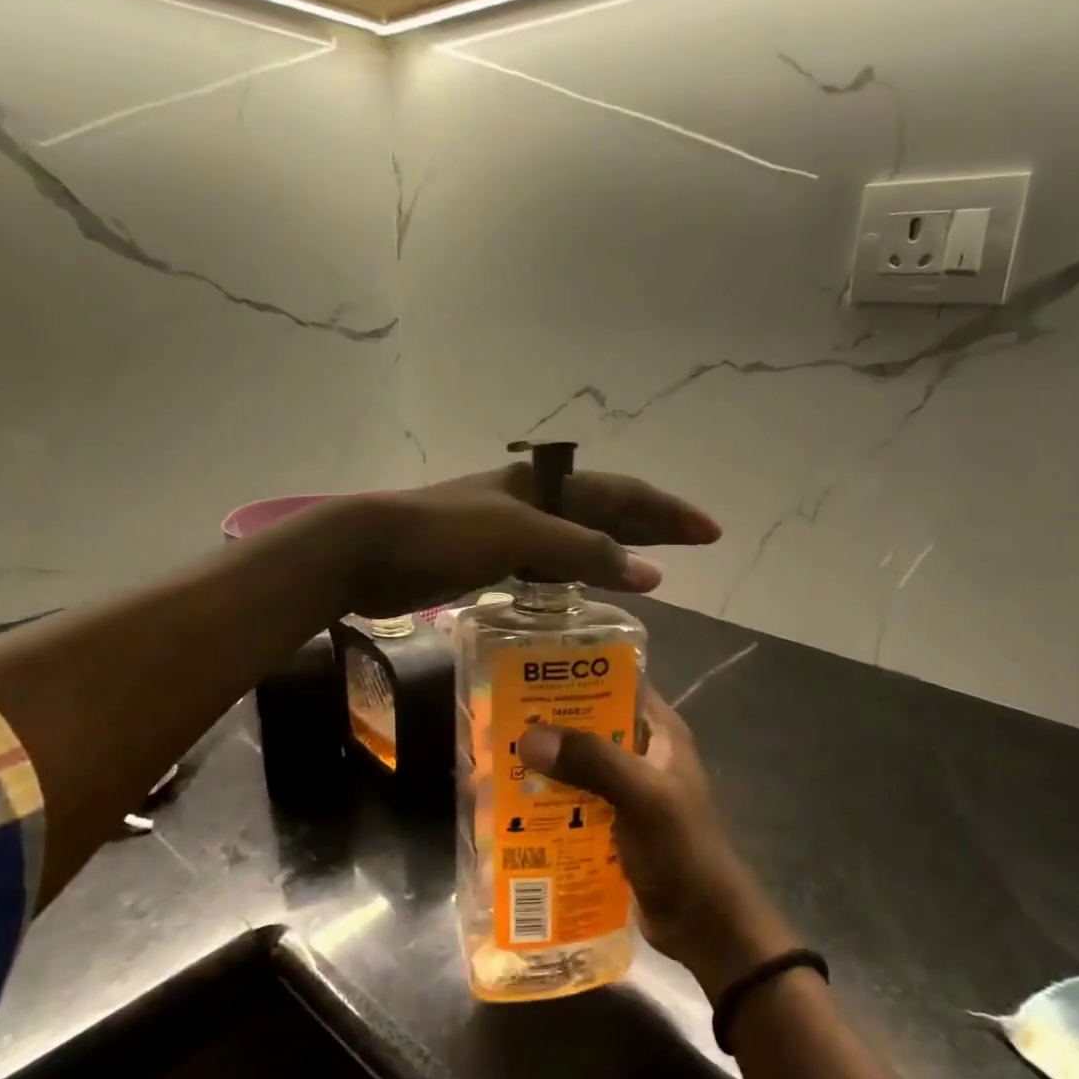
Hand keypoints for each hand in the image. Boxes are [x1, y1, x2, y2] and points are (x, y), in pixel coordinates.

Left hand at [339, 465, 721, 616]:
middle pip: (607, 511)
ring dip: (618, 550)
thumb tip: (650, 572)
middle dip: (653, 526)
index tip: (709, 532)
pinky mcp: (490, 559)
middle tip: (695, 544)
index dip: (668, 512)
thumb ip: (583, 551)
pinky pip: (550, 565)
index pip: (623, 495)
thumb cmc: (444, 535)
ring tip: (653, 571)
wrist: (369, 549)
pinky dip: (577, 576)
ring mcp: (511, 531)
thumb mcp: (519, 535)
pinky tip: (587, 591)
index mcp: (546, 487)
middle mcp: (534, 503)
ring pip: (580, 538)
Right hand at [517, 691, 795, 996]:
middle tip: (500, 719)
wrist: (703, 923)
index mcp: (659, 731)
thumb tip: (529, 738)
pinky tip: (515, 804)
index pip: (618, 681)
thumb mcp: (642, 796)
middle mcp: (643, 752)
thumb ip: (591, 762)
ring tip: (497, 759)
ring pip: (579, 764)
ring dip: (546, 764)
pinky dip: (550, 799)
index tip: (529, 669)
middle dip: (550, 723)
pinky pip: (575, 800)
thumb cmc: (681, 848)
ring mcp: (627, 789)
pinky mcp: (613, 822)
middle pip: (590, 723)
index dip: (577, 672)